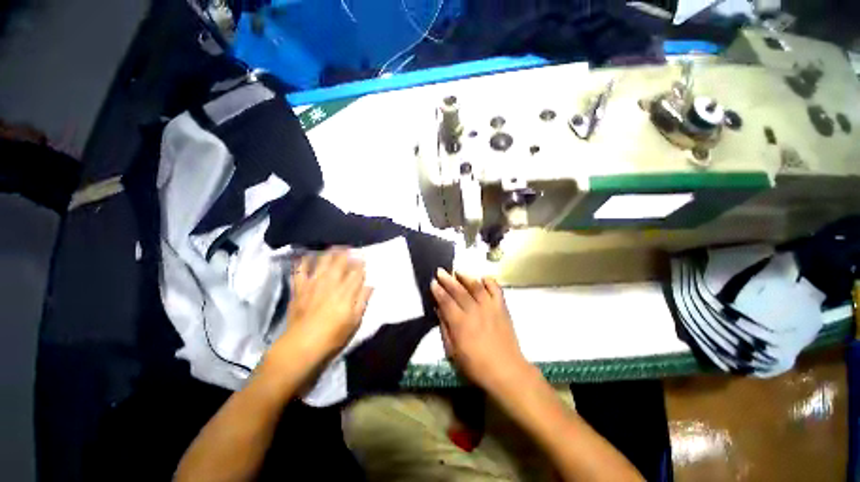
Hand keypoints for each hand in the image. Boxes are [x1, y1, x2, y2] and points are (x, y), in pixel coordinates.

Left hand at [270, 249, 372, 370]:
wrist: (302, 345)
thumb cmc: (333, 335)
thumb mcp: (355, 321)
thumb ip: (363, 301)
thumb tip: (370, 285)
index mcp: (346, 291)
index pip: (356, 272)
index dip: (360, 263)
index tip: (363, 258)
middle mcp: (331, 283)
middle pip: (341, 263)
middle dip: (347, 254)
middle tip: (351, 248)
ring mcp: (314, 284)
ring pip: (323, 262)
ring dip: (330, 253)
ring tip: (335, 247)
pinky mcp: (300, 288)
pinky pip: (300, 270)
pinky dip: (303, 262)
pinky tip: (307, 255)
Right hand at [430, 269, 530, 392]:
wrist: (506, 371)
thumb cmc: (476, 366)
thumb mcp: (453, 352)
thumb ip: (445, 328)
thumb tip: (439, 310)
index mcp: (460, 324)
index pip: (446, 302)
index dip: (438, 291)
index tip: (433, 282)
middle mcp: (474, 311)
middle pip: (458, 291)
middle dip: (448, 280)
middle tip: (440, 271)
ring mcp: (490, 307)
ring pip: (476, 286)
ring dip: (465, 277)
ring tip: (457, 271)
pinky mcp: (502, 308)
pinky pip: (496, 289)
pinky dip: (489, 281)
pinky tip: (483, 278)